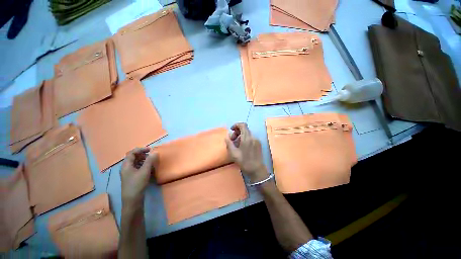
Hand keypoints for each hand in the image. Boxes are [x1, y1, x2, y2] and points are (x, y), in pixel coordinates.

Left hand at [120, 147, 157, 208]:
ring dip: (144, 160)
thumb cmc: (137, 184)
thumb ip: (150, 160)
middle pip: (133, 157)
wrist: (132, 200)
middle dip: (143, 154)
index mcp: (126, 165)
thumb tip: (155, 152)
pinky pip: (137, 168)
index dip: (141, 149)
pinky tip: (149, 169)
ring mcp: (129, 173)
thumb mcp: (145, 171)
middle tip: (152, 155)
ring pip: (136, 163)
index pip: (132, 153)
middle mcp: (126, 168)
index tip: (150, 149)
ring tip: (152, 161)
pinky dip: (143, 166)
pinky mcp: (132, 177)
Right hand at [225, 123, 268, 182]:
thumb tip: (227, 137)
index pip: (243, 125)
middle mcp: (253, 137)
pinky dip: (245, 139)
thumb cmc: (244, 162)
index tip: (231, 130)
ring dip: (240, 136)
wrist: (257, 170)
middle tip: (232, 140)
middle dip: (237, 132)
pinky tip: (242, 147)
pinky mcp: (258, 144)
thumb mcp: (234, 154)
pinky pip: (250, 137)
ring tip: (236, 145)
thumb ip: (229, 143)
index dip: (236, 125)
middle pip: (244, 129)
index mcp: (247, 138)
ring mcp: (257, 140)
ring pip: (247, 133)